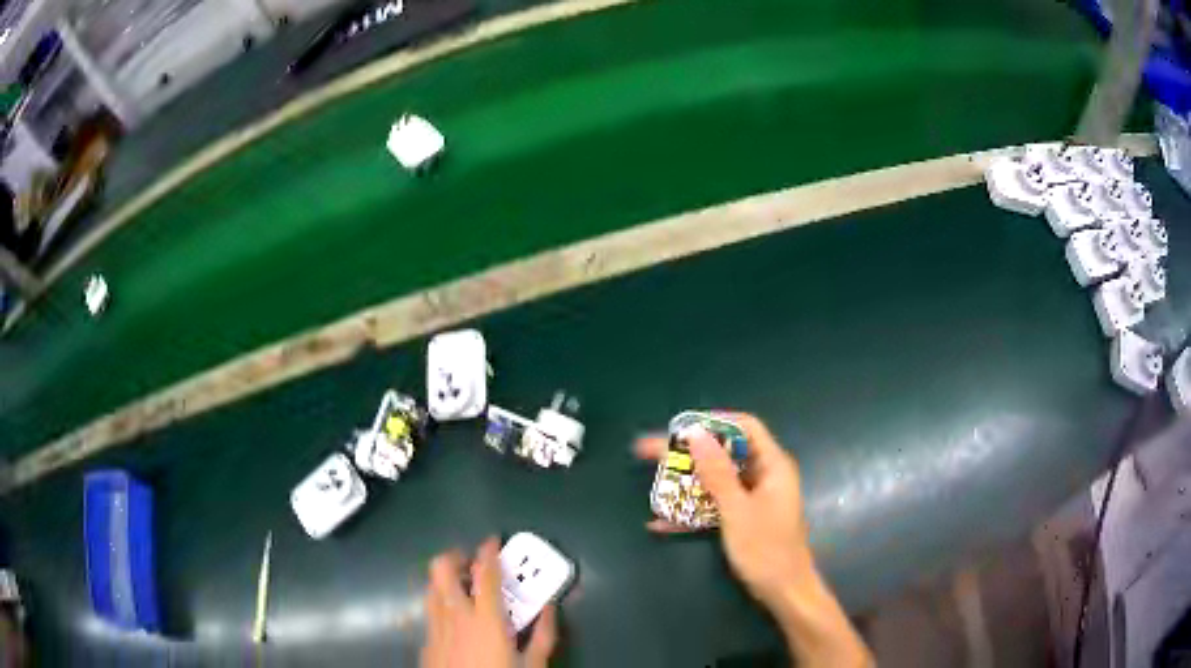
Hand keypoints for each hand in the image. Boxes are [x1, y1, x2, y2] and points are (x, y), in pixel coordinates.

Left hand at [421, 538, 556, 667]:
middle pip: (442, 570)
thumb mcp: (533, 664)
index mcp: (486, 619)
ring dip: (444, 581)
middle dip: (455, 557)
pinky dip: (440, 605)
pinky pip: (429, 612)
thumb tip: (552, 607)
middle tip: (471, 562)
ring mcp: (435, 628)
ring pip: (431, 588)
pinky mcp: (426, 642)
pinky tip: (453, 621)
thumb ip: (545, 634)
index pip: (485, 574)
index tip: (492, 540)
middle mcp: (455, 616)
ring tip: (461, 588)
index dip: (488, 551)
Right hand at [636, 413, 812, 608]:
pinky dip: (692, 512)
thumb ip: (717, 473)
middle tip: (651, 454)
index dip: (714, 422)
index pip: (745, 427)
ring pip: (715, 481)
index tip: (681, 430)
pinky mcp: (743, 519)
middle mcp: (764, 476)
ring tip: (653, 486)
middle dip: (688, 455)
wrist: (784, 592)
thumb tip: (696, 434)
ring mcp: (753, 499)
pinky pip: (714, 506)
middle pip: (724, 454)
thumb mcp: (737, 510)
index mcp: (772, 465)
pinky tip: (661, 523)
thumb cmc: (766, 549)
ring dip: (686, 485)